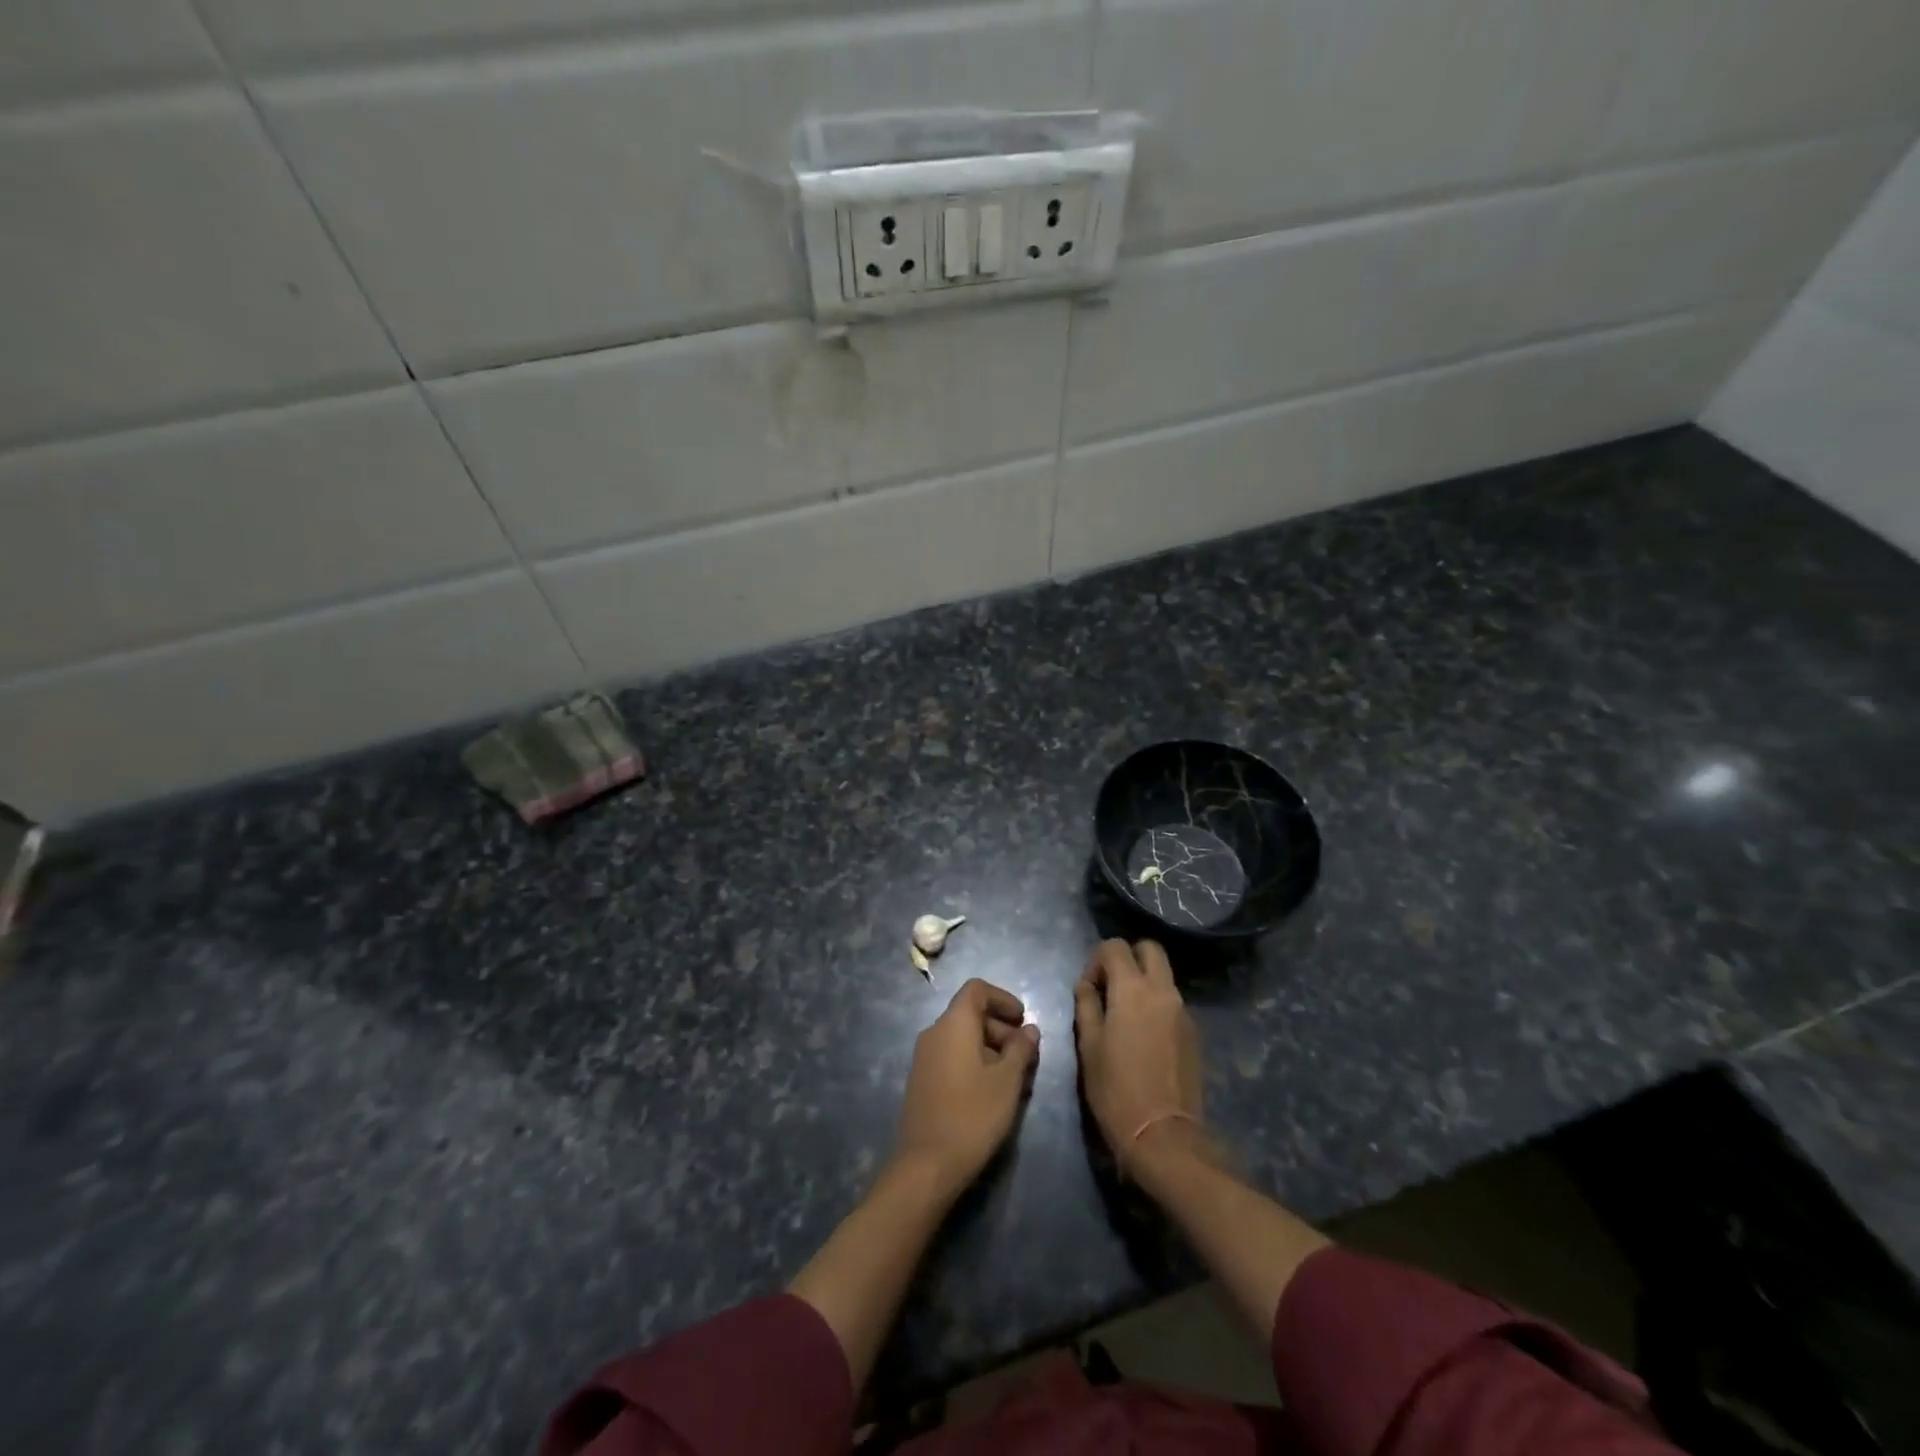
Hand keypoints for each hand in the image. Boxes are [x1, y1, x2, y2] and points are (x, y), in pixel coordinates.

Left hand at [894, 979, 1039, 1196]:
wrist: (927, 1165)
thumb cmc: (973, 1115)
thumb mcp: (1007, 1081)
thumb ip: (1020, 1049)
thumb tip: (1029, 1030)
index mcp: (953, 1023)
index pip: (977, 989)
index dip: (1003, 998)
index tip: (1024, 1020)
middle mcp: (934, 1032)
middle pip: (970, 1014)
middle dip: (1001, 1028)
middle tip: (1026, 1055)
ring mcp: (924, 1057)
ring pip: (962, 1038)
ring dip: (991, 1048)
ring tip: (1016, 1078)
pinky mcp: (922, 1080)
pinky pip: (952, 1056)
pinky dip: (974, 1062)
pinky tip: (993, 1092)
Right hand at [1074, 940, 1205, 1174]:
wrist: (1163, 1134)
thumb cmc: (1115, 1089)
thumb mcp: (1088, 1046)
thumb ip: (1087, 1006)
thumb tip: (1086, 986)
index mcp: (1132, 989)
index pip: (1115, 946)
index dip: (1096, 960)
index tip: (1089, 987)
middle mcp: (1162, 990)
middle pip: (1149, 948)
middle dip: (1128, 957)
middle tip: (1111, 986)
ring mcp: (1183, 1010)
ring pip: (1164, 975)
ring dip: (1144, 981)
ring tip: (1125, 1014)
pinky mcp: (1194, 1032)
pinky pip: (1173, 1001)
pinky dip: (1157, 1004)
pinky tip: (1144, 1035)